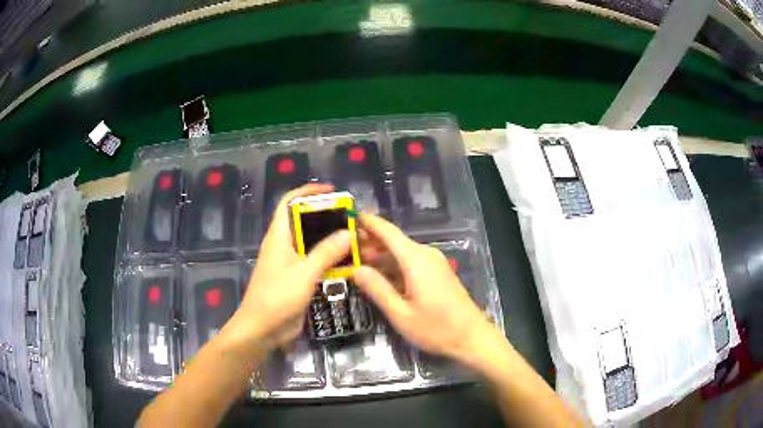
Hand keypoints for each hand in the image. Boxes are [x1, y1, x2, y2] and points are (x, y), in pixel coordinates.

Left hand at [220, 183, 351, 353]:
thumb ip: (326, 252)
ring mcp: (291, 264)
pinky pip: (316, 264)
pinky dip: (331, 260)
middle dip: (328, 218)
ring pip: (313, 244)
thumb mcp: (304, 272)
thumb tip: (348, 232)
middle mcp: (284, 246)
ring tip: (357, 240)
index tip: (332, 191)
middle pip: (305, 222)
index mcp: (278, 236)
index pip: (288, 202)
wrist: (262, 329)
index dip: (307, 191)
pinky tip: (350, 264)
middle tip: (353, 220)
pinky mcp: (298, 280)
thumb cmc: (278, 297)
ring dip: (332, 241)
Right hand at [353, 214, 496, 362]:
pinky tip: (380, 275)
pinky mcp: (438, 273)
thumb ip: (377, 288)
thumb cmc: (436, 328)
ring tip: (356, 261)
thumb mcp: (400, 313)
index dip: (368, 222)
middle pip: (394, 241)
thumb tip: (354, 268)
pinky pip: (411, 262)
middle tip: (344, 248)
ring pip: (402, 252)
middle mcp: (426, 254)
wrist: (472, 338)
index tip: (349, 217)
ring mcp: (434, 263)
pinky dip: (394, 265)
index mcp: (415, 259)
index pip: (388, 232)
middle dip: (370, 242)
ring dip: (381, 255)